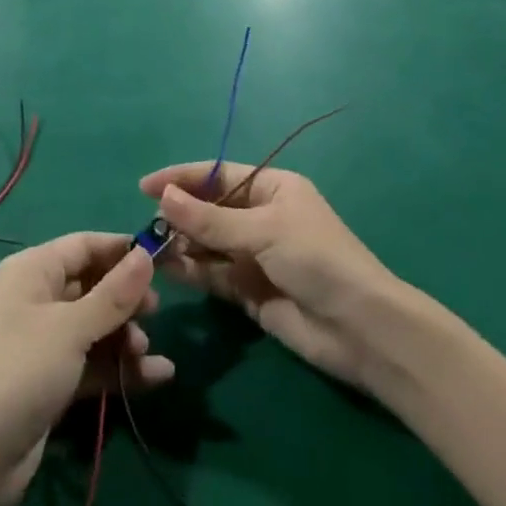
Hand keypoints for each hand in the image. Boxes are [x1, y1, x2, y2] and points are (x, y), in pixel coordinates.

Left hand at [0, 233, 172, 505]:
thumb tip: (146, 253)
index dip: (122, 250)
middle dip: (126, 298)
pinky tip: (158, 376)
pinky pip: (93, 360)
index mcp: (34, 270)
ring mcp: (45, 340)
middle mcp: (38, 297)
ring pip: (96, 325)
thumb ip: (114, 294)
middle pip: (93, 285)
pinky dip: (120, 366)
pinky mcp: (53, 379)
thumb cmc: (22, 371)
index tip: (163, 258)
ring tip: (144, 351)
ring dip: (125, 336)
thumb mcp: (71, 328)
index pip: (85, 245)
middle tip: (156, 311)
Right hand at [140, 163, 400, 389]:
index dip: (182, 178)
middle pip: (211, 209)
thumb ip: (211, 220)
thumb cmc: (316, 259)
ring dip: (182, 244)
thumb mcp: (263, 231)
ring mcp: (256, 255)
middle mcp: (262, 216)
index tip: (146, 186)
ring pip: (209, 243)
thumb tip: (163, 196)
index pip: (218, 175)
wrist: (360, 329)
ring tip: (150, 248)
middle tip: (147, 225)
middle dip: (180, 214)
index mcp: (272, 188)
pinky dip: (192, 271)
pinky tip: (168, 270)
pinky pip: (214, 274)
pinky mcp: (251, 291)